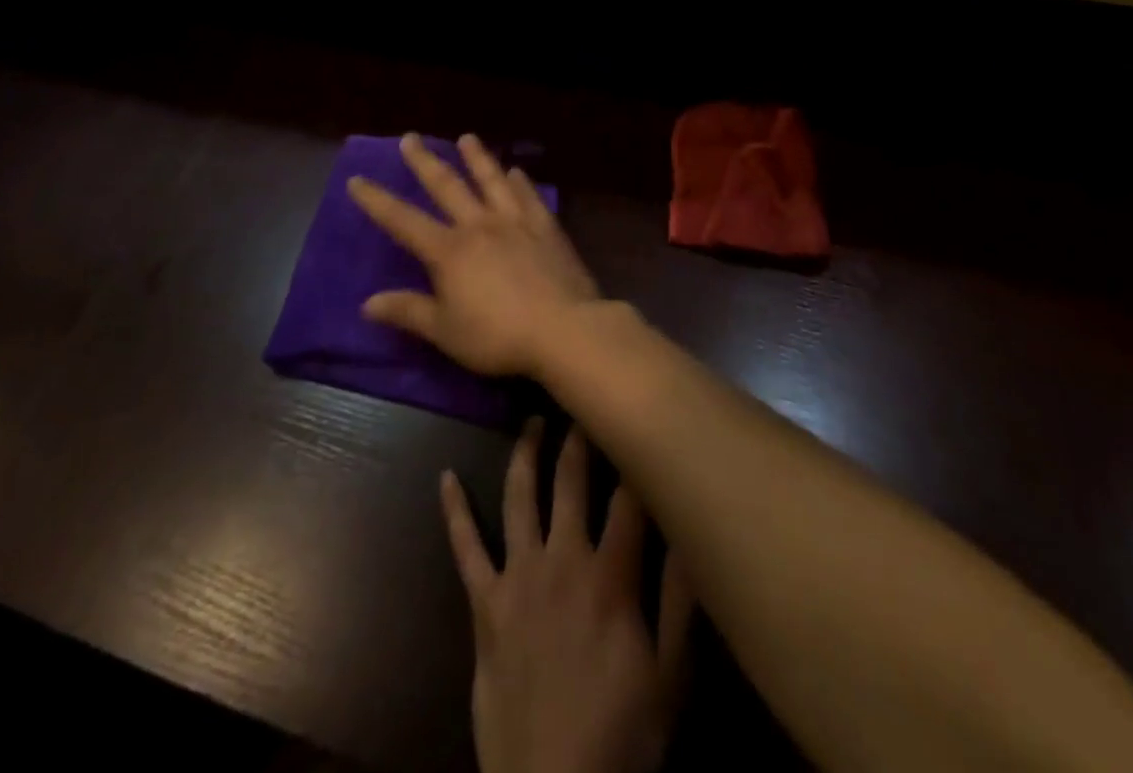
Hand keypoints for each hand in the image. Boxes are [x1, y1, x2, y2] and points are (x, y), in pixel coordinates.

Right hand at [349, 133, 600, 377]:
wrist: (564, 329)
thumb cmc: (498, 336)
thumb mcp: (445, 331)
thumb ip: (408, 312)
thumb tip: (367, 303)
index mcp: (449, 251)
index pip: (403, 221)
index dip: (377, 201)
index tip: (357, 180)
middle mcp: (479, 225)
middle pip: (447, 186)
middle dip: (425, 162)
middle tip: (410, 138)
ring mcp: (515, 222)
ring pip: (491, 180)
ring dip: (477, 158)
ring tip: (467, 137)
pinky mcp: (546, 228)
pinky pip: (529, 196)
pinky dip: (520, 181)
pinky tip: (516, 171)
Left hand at [443, 421, 692, 772]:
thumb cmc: (620, 736)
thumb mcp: (671, 678)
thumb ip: (680, 600)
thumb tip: (687, 528)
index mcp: (610, 575)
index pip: (628, 498)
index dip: (634, 456)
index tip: (636, 418)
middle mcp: (562, 559)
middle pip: (571, 481)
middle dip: (579, 437)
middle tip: (581, 397)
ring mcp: (517, 577)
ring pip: (519, 497)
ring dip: (526, 453)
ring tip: (533, 419)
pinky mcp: (484, 604)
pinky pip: (465, 548)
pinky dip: (454, 511)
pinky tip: (445, 478)